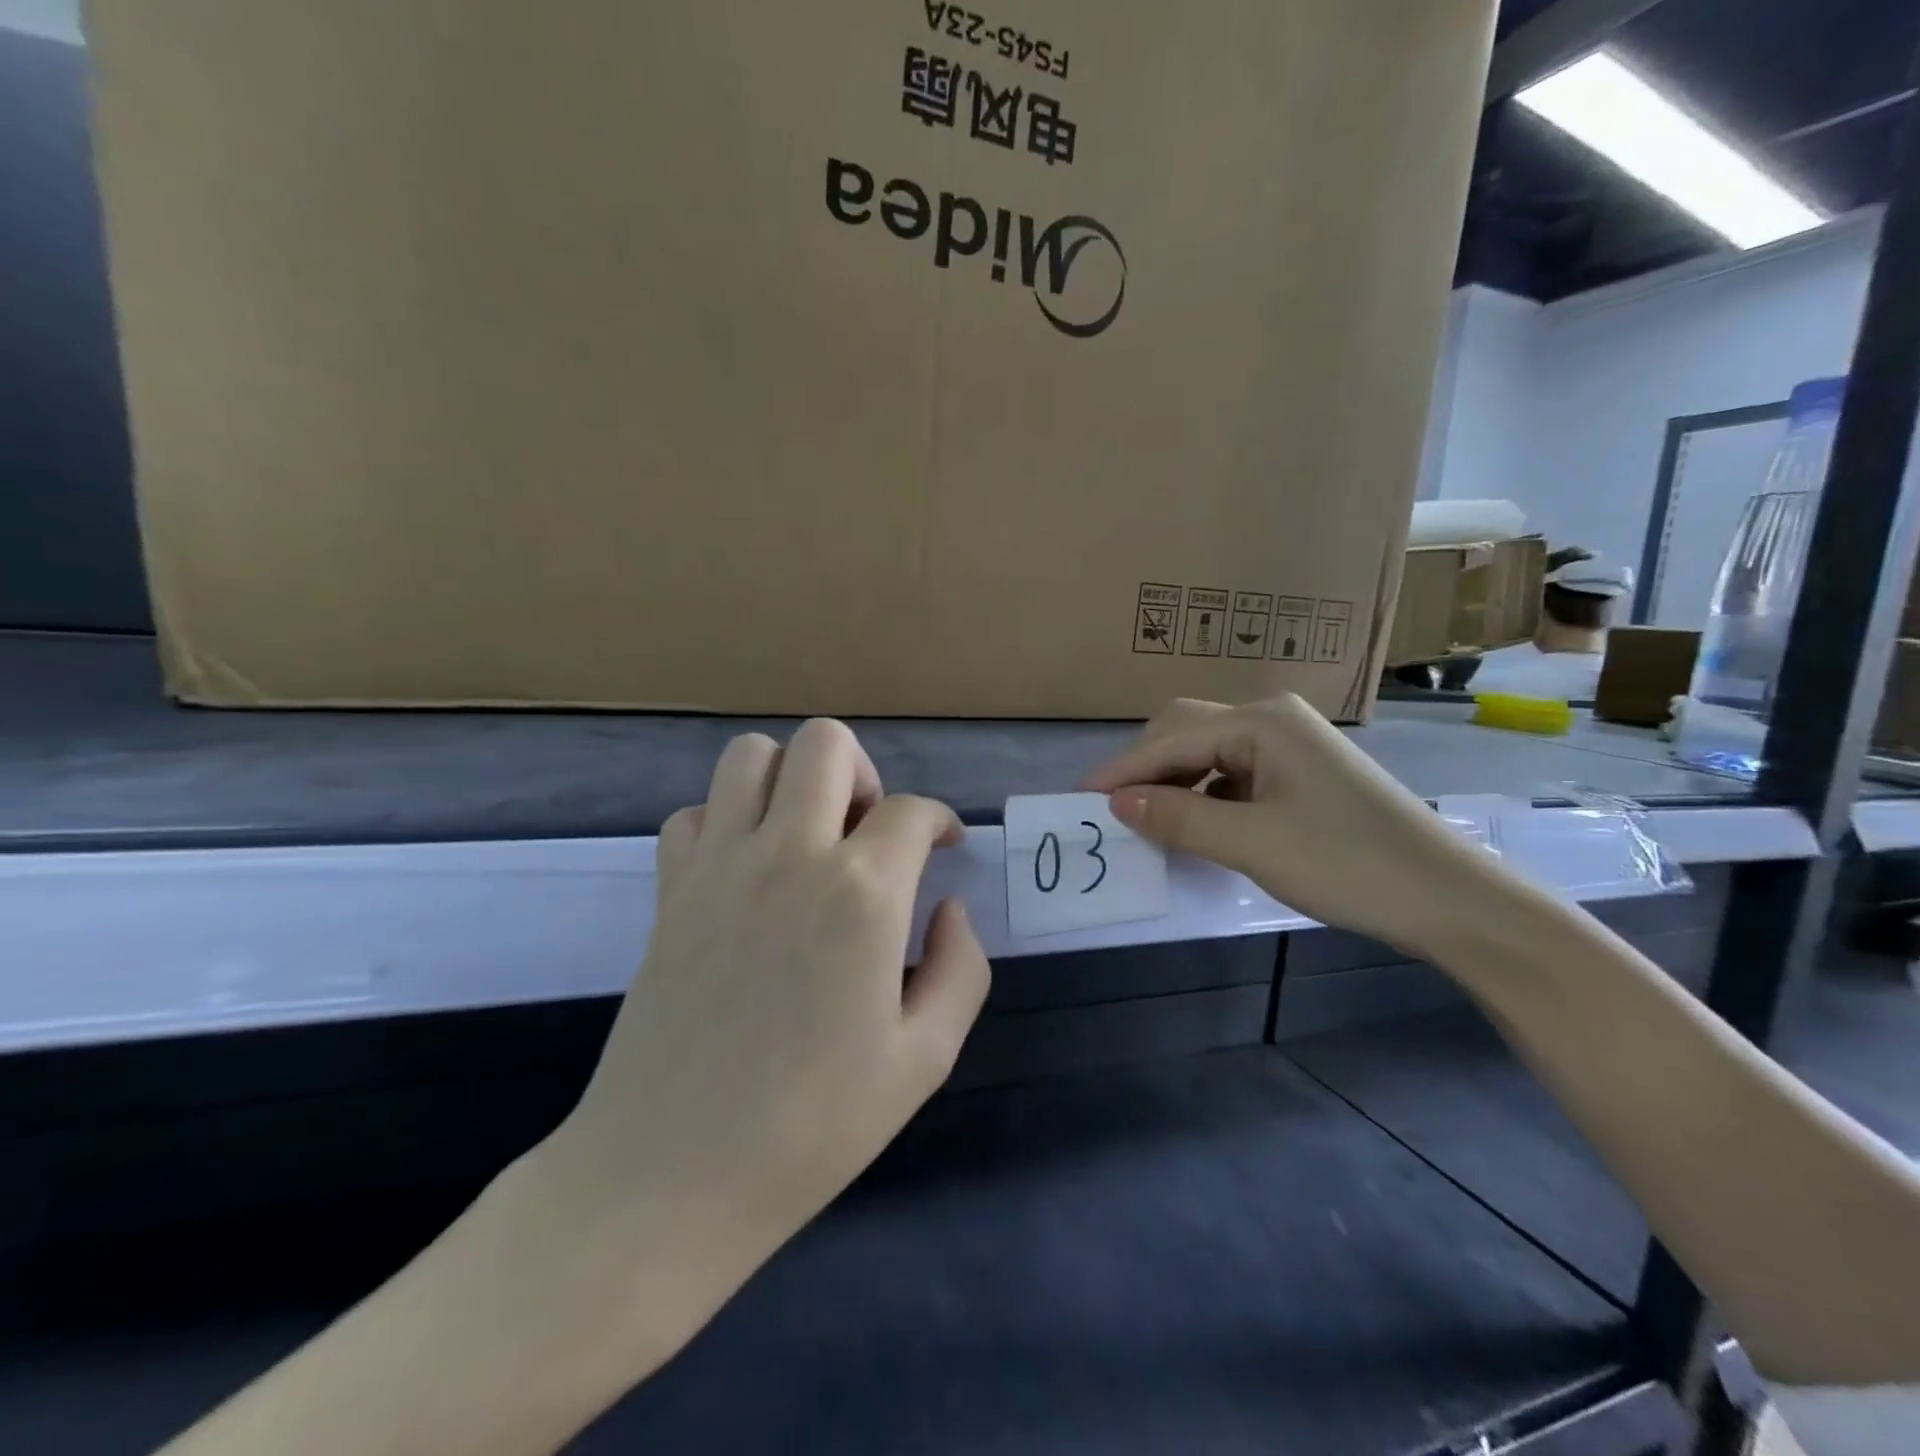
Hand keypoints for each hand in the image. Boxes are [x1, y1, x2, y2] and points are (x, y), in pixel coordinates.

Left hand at [538, 719, 990, 1317]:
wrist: (671, 1175)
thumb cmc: (812, 1125)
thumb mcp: (925, 1059)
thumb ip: (961, 968)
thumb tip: (950, 908)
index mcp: (862, 893)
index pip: (913, 811)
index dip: (940, 822)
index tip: (945, 848)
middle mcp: (790, 854)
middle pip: (826, 743)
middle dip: (864, 773)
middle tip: (870, 833)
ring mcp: (720, 865)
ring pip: (751, 755)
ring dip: (791, 778)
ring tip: (808, 836)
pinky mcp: (670, 889)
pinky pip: (693, 813)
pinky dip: (725, 820)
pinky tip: (745, 870)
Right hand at [1084, 695, 1506, 954]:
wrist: (1449, 899)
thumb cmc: (1348, 864)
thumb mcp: (1251, 844)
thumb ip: (1179, 818)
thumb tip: (1118, 803)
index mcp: (1261, 722)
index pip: (1170, 739)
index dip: (1122, 771)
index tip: (1079, 801)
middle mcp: (1272, 719)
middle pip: (1186, 732)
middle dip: (1145, 769)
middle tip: (1113, 812)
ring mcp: (1289, 745)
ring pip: (1208, 754)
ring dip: (1174, 783)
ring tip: (1147, 822)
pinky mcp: (1299, 773)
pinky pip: (1232, 774)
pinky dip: (1204, 795)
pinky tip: (1196, 825)